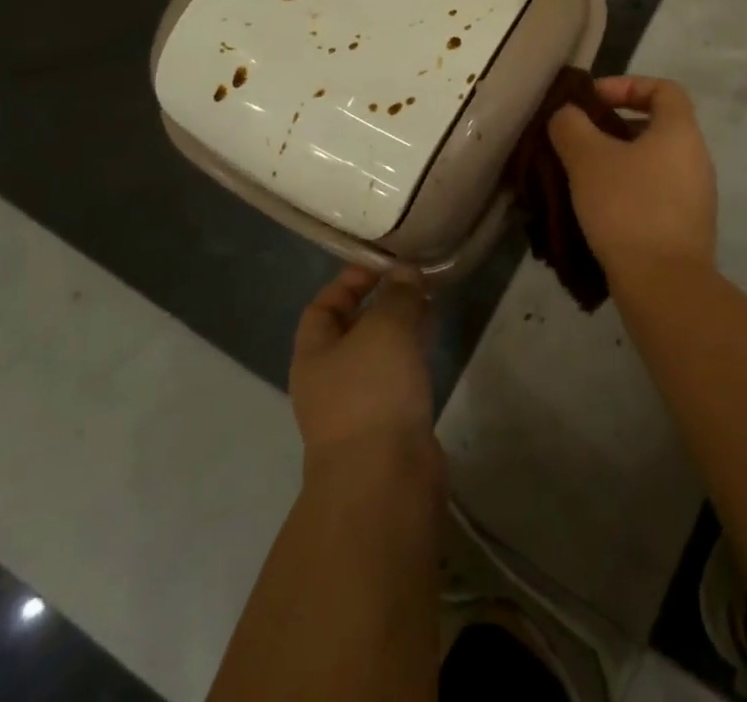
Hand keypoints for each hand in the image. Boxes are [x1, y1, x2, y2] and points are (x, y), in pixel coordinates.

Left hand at [290, 266, 440, 480]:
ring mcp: (357, 407)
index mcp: (313, 354)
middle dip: (381, 303)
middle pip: (351, 330)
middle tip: (415, 281)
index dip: (350, 281)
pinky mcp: (387, 427)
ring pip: (378, 355)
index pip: (324, 305)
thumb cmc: (372, 393)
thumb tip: (406, 273)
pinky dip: (412, 356)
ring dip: (400, 329)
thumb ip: (398, 295)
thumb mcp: (386, 328)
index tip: (384, 264)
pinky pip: (397, 379)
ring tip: (430, 305)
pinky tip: (432, 344)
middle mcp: (328, 380)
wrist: (384, 482)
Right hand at [548, 75, 716, 287]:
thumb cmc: (627, 208)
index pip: (663, 88)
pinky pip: (656, 194)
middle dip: (614, 128)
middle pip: (656, 126)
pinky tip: (599, 211)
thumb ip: (571, 126)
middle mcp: (696, 158)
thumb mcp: (587, 158)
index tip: (592, 101)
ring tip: (582, 177)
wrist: (665, 286)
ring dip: (618, 163)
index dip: (626, 85)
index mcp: (680, 131)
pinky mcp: (687, 228)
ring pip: (653, 163)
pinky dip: (628, 192)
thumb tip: (567, 115)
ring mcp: (696, 196)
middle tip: (579, 140)